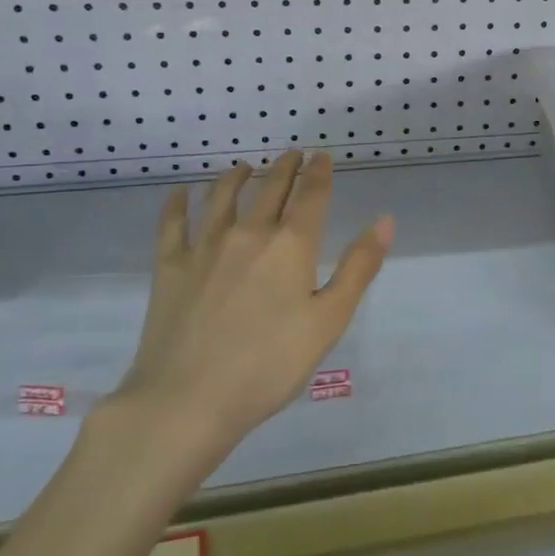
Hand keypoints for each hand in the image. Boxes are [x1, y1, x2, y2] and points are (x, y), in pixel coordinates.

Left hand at [112, 151, 391, 480]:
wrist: (187, 400)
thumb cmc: (269, 365)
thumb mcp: (329, 321)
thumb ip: (358, 268)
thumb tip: (384, 221)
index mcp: (291, 245)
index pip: (311, 194)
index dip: (319, 172)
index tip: (322, 156)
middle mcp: (248, 233)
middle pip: (270, 187)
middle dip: (285, 167)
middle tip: (292, 155)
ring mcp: (204, 246)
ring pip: (222, 195)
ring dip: (237, 176)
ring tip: (244, 167)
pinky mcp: (170, 266)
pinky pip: (173, 223)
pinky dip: (177, 203)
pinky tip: (179, 193)